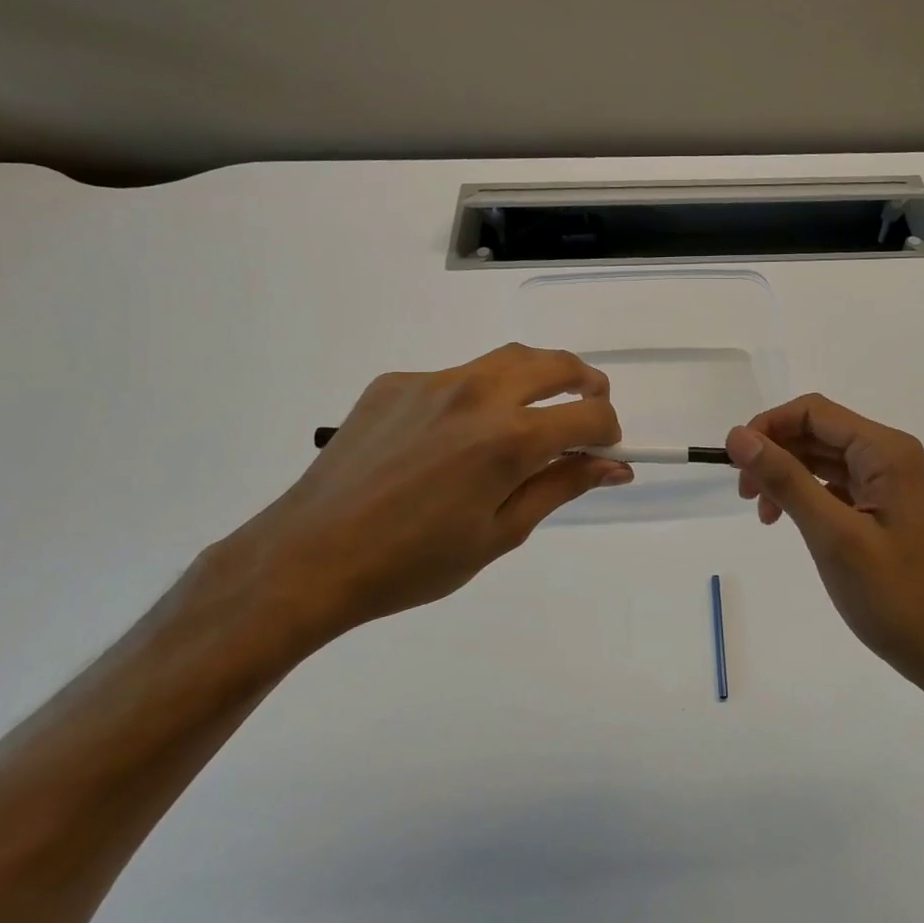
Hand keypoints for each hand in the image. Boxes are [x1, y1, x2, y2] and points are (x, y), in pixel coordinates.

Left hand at [223, 345, 630, 649]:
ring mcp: (432, 381)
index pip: (588, 415)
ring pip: (506, 359)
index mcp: (508, 439)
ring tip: (535, 410)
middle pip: (554, 363)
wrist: (310, 556)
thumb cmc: (413, 563)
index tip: (605, 451)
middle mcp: (476, 394)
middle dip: (586, 383)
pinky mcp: (395, 381)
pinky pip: (454, 377)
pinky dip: (477, 395)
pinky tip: (456, 436)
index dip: (608, 431)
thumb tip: (612, 466)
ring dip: (537, 377)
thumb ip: (560, 487)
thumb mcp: (500, 534)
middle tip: (590, 409)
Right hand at [727, 394, 923, 702]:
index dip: (768, 426)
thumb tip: (738, 436)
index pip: (813, 412)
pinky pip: (835, 485)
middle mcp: (889, 456)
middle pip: (817, 431)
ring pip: (822, 458)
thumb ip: (786, 480)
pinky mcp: (883, 508)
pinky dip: (805, 495)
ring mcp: (888, 482)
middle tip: (745, 495)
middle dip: (775, 453)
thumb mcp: (833, 535)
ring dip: (786, 475)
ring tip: (764, 514)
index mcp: (885, 452)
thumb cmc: (895, 596)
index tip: (735, 463)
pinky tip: (788, 520)